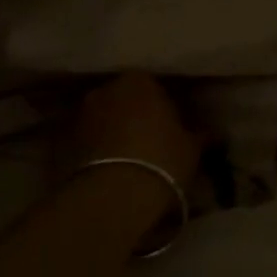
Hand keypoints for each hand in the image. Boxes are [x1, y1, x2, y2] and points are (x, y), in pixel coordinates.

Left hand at [73, 72, 200, 190]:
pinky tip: (110, 167)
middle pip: (125, 99)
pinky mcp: (64, 141)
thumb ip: (200, 135)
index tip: (172, 126)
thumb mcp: (192, 148)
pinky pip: (88, 139)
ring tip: (128, 157)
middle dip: (135, 115)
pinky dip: (97, 148)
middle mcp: (106, 89)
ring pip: (104, 118)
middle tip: (151, 140)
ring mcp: (81, 114)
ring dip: (114, 131)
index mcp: (139, 80)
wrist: (115, 195)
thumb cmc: (162, 160)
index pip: (154, 86)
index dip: (164, 106)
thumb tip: (213, 133)